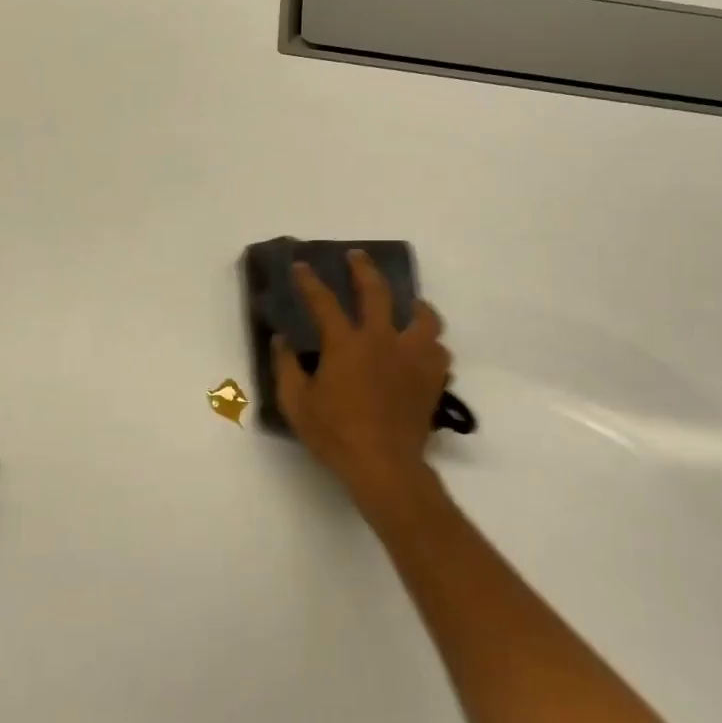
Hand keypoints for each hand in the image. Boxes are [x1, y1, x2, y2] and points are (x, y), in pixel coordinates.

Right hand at [274, 250, 450, 519]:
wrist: (384, 465)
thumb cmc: (335, 434)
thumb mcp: (296, 403)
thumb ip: (286, 367)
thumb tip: (281, 340)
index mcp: (346, 344)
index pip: (323, 302)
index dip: (309, 281)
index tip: (302, 266)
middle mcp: (382, 340)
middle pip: (377, 292)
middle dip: (364, 269)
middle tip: (357, 257)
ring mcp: (412, 357)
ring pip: (424, 318)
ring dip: (416, 306)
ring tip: (412, 305)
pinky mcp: (432, 378)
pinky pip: (439, 351)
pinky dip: (431, 345)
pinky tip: (425, 350)